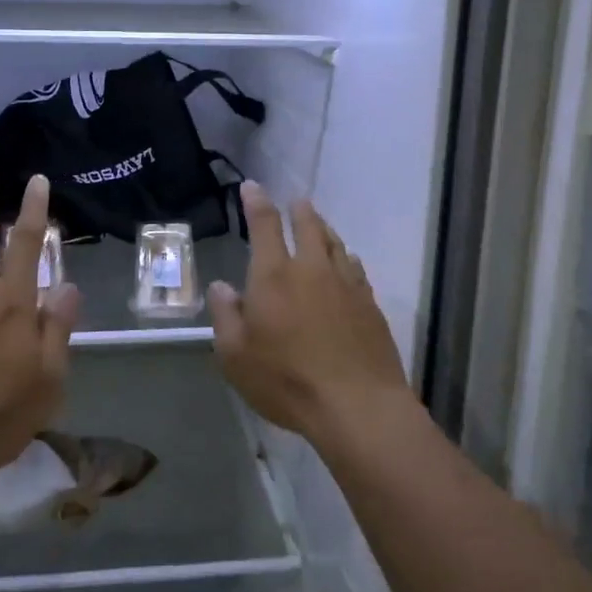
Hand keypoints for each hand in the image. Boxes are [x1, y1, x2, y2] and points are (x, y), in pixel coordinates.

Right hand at [208, 182, 411, 451]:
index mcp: (274, 275)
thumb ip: (226, 316)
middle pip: (307, 225)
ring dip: (324, 229)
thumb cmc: (286, 381)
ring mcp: (346, 284)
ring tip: (318, 226)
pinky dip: (346, 258)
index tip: (251, 187)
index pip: (264, 224)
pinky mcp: (370, 303)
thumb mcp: (236, 356)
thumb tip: (222, 286)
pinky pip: (355, 267)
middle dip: (298, 210)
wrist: (358, 405)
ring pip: (335, 243)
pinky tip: (346, 263)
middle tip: (295, 202)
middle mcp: (311, 268)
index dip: (256, 201)